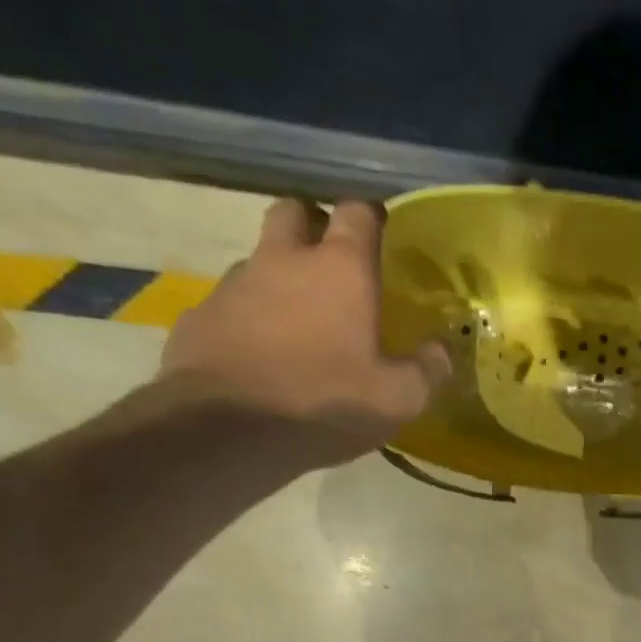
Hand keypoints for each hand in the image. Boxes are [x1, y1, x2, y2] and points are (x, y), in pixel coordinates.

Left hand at [159, 198, 449, 468]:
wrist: (225, 430)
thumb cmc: (324, 403)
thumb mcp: (398, 399)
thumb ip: (428, 370)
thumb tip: (441, 350)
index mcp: (340, 270)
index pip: (358, 212)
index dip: (372, 218)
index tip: (384, 235)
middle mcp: (284, 260)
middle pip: (295, 211)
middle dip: (314, 225)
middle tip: (332, 261)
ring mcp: (235, 284)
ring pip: (260, 258)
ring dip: (279, 275)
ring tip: (297, 319)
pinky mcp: (200, 316)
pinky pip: (231, 302)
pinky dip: (249, 316)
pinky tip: (260, 354)